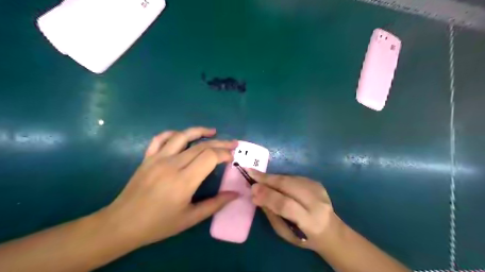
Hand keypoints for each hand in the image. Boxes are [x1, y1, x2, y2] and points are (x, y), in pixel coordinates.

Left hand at [100, 127, 238, 245]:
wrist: (122, 224)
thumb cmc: (159, 224)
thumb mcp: (190, 218)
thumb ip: (215, 204)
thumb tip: (235, 194)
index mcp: (184, 181)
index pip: (210, 156)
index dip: (224, 153)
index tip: (232, 157)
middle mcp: (172, 164)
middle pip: (201, 146)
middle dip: (220, 143)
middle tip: (232, 144)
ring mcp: (157, 158)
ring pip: (182, 136)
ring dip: (200, 131)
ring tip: (213, 131)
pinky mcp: (147, 158)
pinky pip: (160, 138)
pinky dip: (173, 133)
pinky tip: (182, 135)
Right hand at [247, 171, 338, 251]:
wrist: (330, 230)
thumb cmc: (304, 237)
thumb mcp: (285, 233)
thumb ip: (271, 213)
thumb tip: (257, 195)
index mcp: (309, 221)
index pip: (285, 204)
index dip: (268, 195)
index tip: (252, 188)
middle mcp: (316, 202)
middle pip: (288, 185)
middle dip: (268, 179)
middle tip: (251, 173)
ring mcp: (318, 190)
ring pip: (291, 178)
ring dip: (272, 177)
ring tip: (258, 176)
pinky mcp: (316, 183)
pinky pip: (294, 178)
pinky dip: (281, 178)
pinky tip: (273, 180)